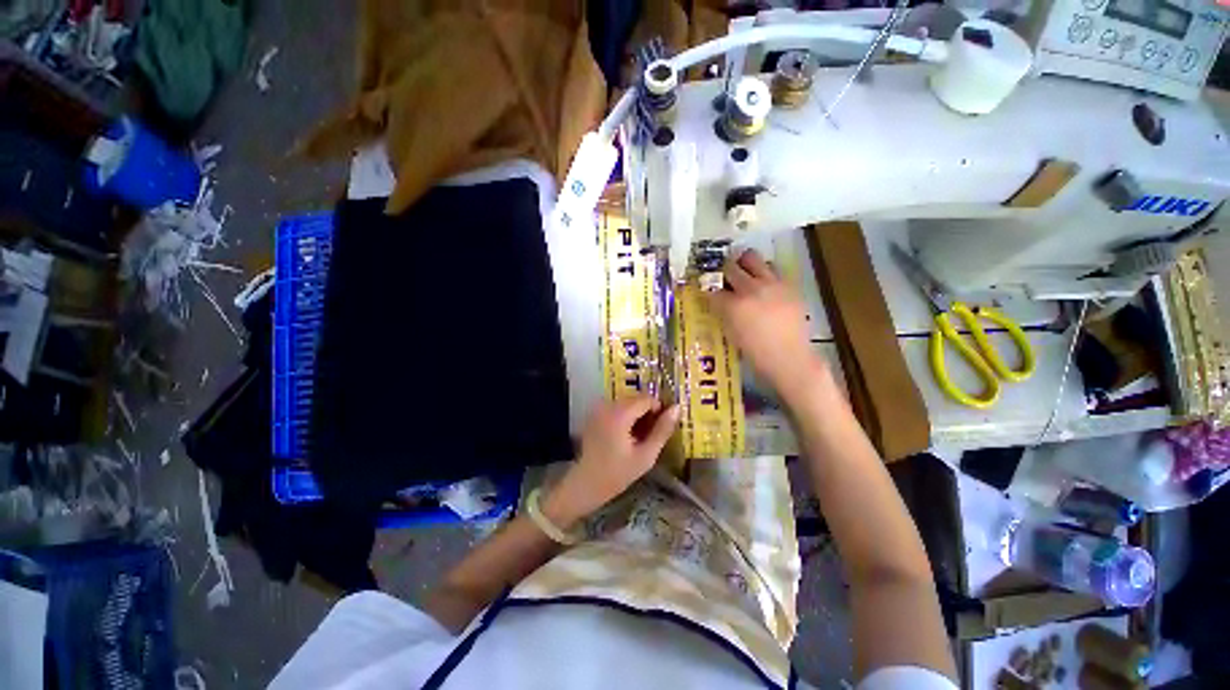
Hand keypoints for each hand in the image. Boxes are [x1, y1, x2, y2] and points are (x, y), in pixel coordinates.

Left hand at [543, 395, 679, 527]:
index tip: (662, 427)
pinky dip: (625, 415)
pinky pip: (616, 407)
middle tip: (651, 434)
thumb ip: (662, 430)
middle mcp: (607, 405)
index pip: (646, 399)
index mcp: (619, 414)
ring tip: (639, 436)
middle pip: (635, 398)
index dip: (658, 409)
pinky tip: (626, 435)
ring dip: (637, 413)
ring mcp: (599, 409)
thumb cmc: (618, 473)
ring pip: (627, 401)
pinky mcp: (595, 414)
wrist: (586, 484)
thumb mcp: (646, 455)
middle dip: (647, 411)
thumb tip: (677, 408)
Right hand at [710, 249, 824, 394]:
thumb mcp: (731, 333)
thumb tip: (718, 300)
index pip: (713, 289)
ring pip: (753, 258)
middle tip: (724, 277)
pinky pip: (772, 269)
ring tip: (745, 274)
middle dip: (724, 271)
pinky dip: (764, 273)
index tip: (708, 290)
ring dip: (744, 264)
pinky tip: (764, 286)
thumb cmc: (755, 352)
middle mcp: (751, 289)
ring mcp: (772, 284)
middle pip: (731, 266)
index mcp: (734, 305)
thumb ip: (723, 312)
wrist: (790, 357)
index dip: (708, 289)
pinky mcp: (788, 284)